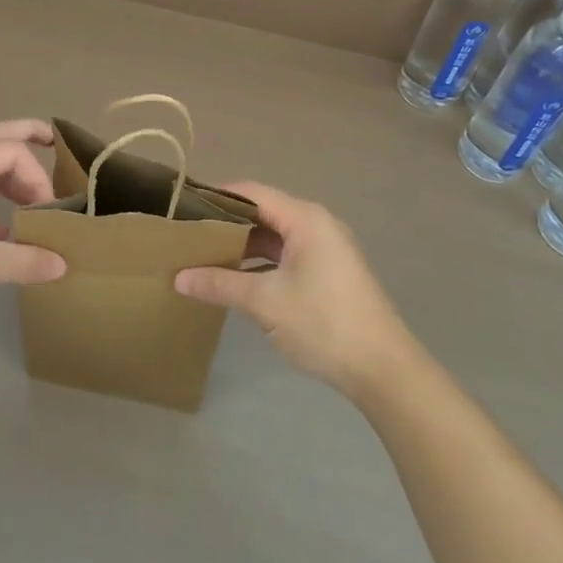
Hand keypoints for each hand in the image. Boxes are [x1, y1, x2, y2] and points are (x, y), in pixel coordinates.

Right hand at [175, 182, 417, 398]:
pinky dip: (260, 262)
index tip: (183, 207)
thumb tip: (177, 278)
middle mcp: (316, 224)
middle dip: (226, 223)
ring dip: (242, 246)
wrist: (384, 370)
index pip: (251, 192)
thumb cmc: (324, 323)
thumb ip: (220, 284)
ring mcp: (325, 249)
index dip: (216, 196)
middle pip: (263, 212)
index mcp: (305, 218)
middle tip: (188, 234)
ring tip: (203, 256)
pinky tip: (236, 279)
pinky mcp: (328, 273)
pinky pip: (286, 255)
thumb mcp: (266, 302)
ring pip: (274, 236)